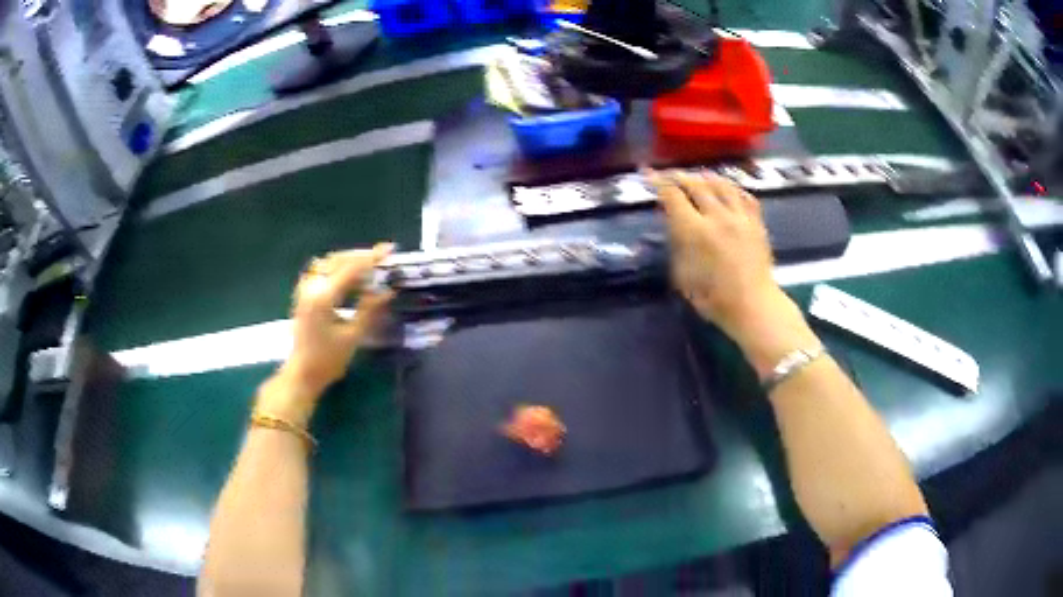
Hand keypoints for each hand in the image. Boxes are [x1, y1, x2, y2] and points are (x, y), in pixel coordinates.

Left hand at [257, 243, 394, 425]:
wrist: (302, 373)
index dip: (372, 258)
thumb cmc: (328, 360)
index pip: (351, 268)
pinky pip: (321, 270)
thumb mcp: (353, 336)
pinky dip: (337, 268)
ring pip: (329, 262)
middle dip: (362, 256)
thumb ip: (369, 309)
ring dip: (350, 261)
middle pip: (339, 259)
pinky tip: (349, 276)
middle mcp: (312, 286)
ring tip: (369, 267)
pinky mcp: (303, 293)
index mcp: (323, 296)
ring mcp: (305, 288)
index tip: (390, 249)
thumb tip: (387, 290)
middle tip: (383, 258)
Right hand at [647, 170, 816, 376]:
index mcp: (695, 231)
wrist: (754, 306)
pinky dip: (732, 188)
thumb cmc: (713, 298)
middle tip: (670, 176)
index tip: (649, 175)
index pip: (672, 195)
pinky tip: (727, 190)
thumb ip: (676, 243)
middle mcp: (717, 216)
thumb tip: (672, 221)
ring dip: (705, 177)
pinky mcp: (756, 222)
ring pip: (721, 184)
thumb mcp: (683, 274)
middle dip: (679, 177)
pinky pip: (744, 195)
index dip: (658, 182)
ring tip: (697, 177)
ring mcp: (740, 217)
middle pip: (695, 184)